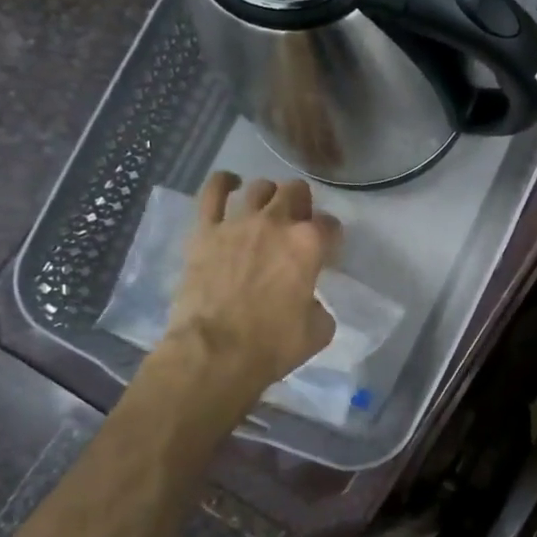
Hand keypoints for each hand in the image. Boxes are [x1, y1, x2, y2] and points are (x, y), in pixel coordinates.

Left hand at [163, 172, 341, 388]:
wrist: (216, 352)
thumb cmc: (273, 344)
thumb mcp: (318, 330)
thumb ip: (319, 304)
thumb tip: (308, 300)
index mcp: (309, 244)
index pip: (330, 225)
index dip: (331, 236)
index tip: (328, 250)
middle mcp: (276, 223)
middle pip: (296, 192)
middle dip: (302, 204)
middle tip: (298, 222)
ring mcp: (238, 223)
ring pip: (259, 187)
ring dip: (268, 195)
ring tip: (266, 208)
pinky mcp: (205, 231)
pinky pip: (212, 192)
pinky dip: (223, 183)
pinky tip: (229, 184)